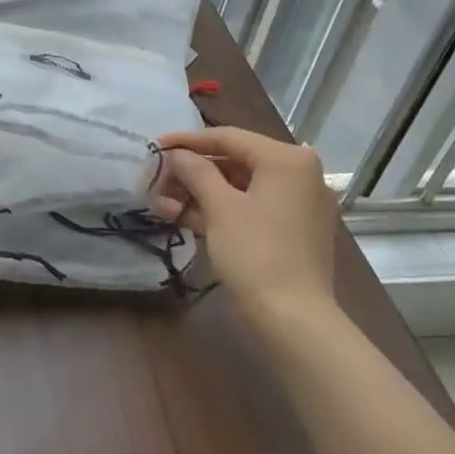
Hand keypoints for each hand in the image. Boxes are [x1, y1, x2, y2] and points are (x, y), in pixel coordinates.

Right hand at [148, 127, 336, 317]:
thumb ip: (195, 172)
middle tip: (157, 182)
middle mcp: (299, 173)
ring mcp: (298, 203)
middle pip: (235, 161)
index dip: (187, 141)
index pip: (229, 137)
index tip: (154, 146)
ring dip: (200, 193)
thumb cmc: (255, 253)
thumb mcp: (219, 207)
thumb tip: (177, 154)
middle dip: (192, 173)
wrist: (292, 316)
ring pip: (240, 186)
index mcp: (287, 159)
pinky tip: (186, 218)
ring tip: (163, 206)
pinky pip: (252, 207)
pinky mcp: (293, 229)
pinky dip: (221, 210)